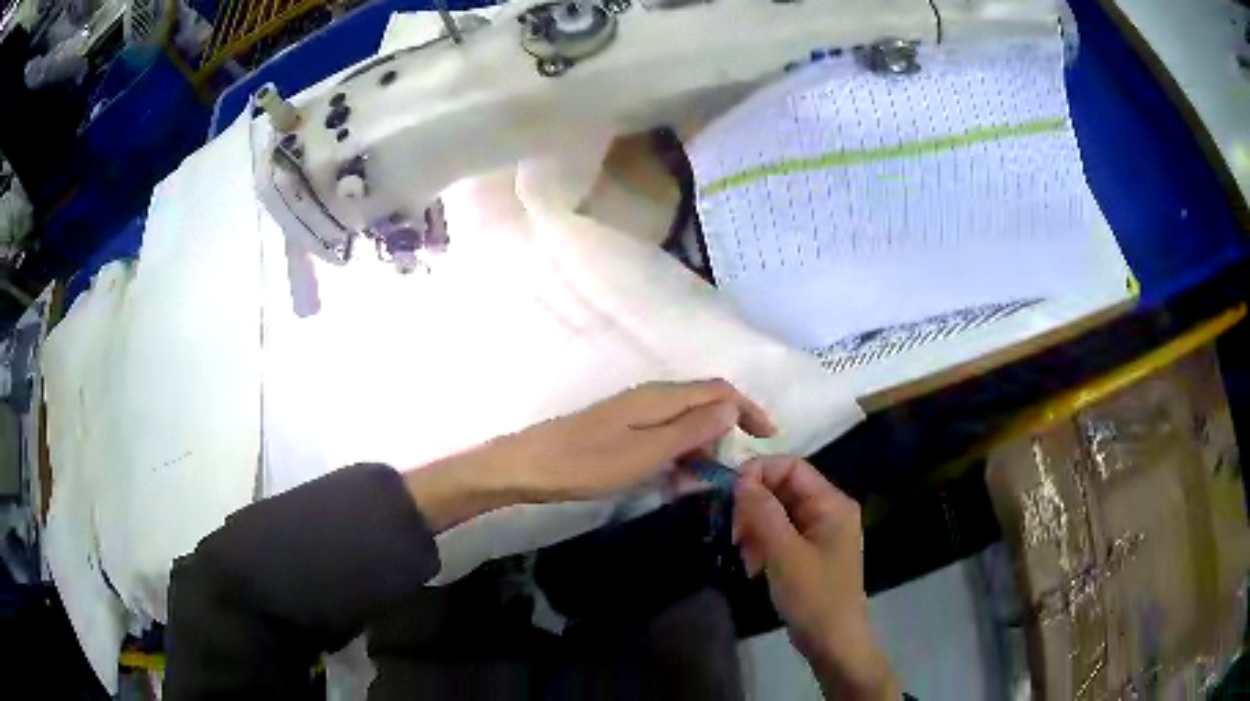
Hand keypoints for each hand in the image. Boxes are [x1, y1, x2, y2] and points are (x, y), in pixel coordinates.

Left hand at [406, 379, 773, 530]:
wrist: (529, 466)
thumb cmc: (587, 463)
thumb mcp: (647, 453)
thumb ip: (691, 430)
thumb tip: (731, 409)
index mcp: (662, 397)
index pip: (720, 391)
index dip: (748, 410)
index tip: (769, 439)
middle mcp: (652, 397)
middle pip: (704, 406)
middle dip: (724, 435)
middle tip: (727, 474)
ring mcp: (635, 413)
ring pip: (684, 424)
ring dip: (700, 450)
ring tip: (700, 483)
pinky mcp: (622, 429)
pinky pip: (663, 437)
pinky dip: (677, 455)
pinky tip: (673, 479)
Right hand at [733, 457, 898, 700]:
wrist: (833, 642)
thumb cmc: (815, 596)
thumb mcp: (785, 554)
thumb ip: (763, 514)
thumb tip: (739, 480)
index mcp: (831, 503)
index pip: (791, 467)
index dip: (758, 473)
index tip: (728, 495)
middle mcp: (827, 510)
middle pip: (782, 489)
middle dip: (753, 506)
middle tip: (733, 533)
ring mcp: (818, 532)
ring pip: (776, 513)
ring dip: (754, 529)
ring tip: (743, 555)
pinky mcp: (807, 552)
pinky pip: (779, 534)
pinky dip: (761, 545)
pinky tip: (752, 567)